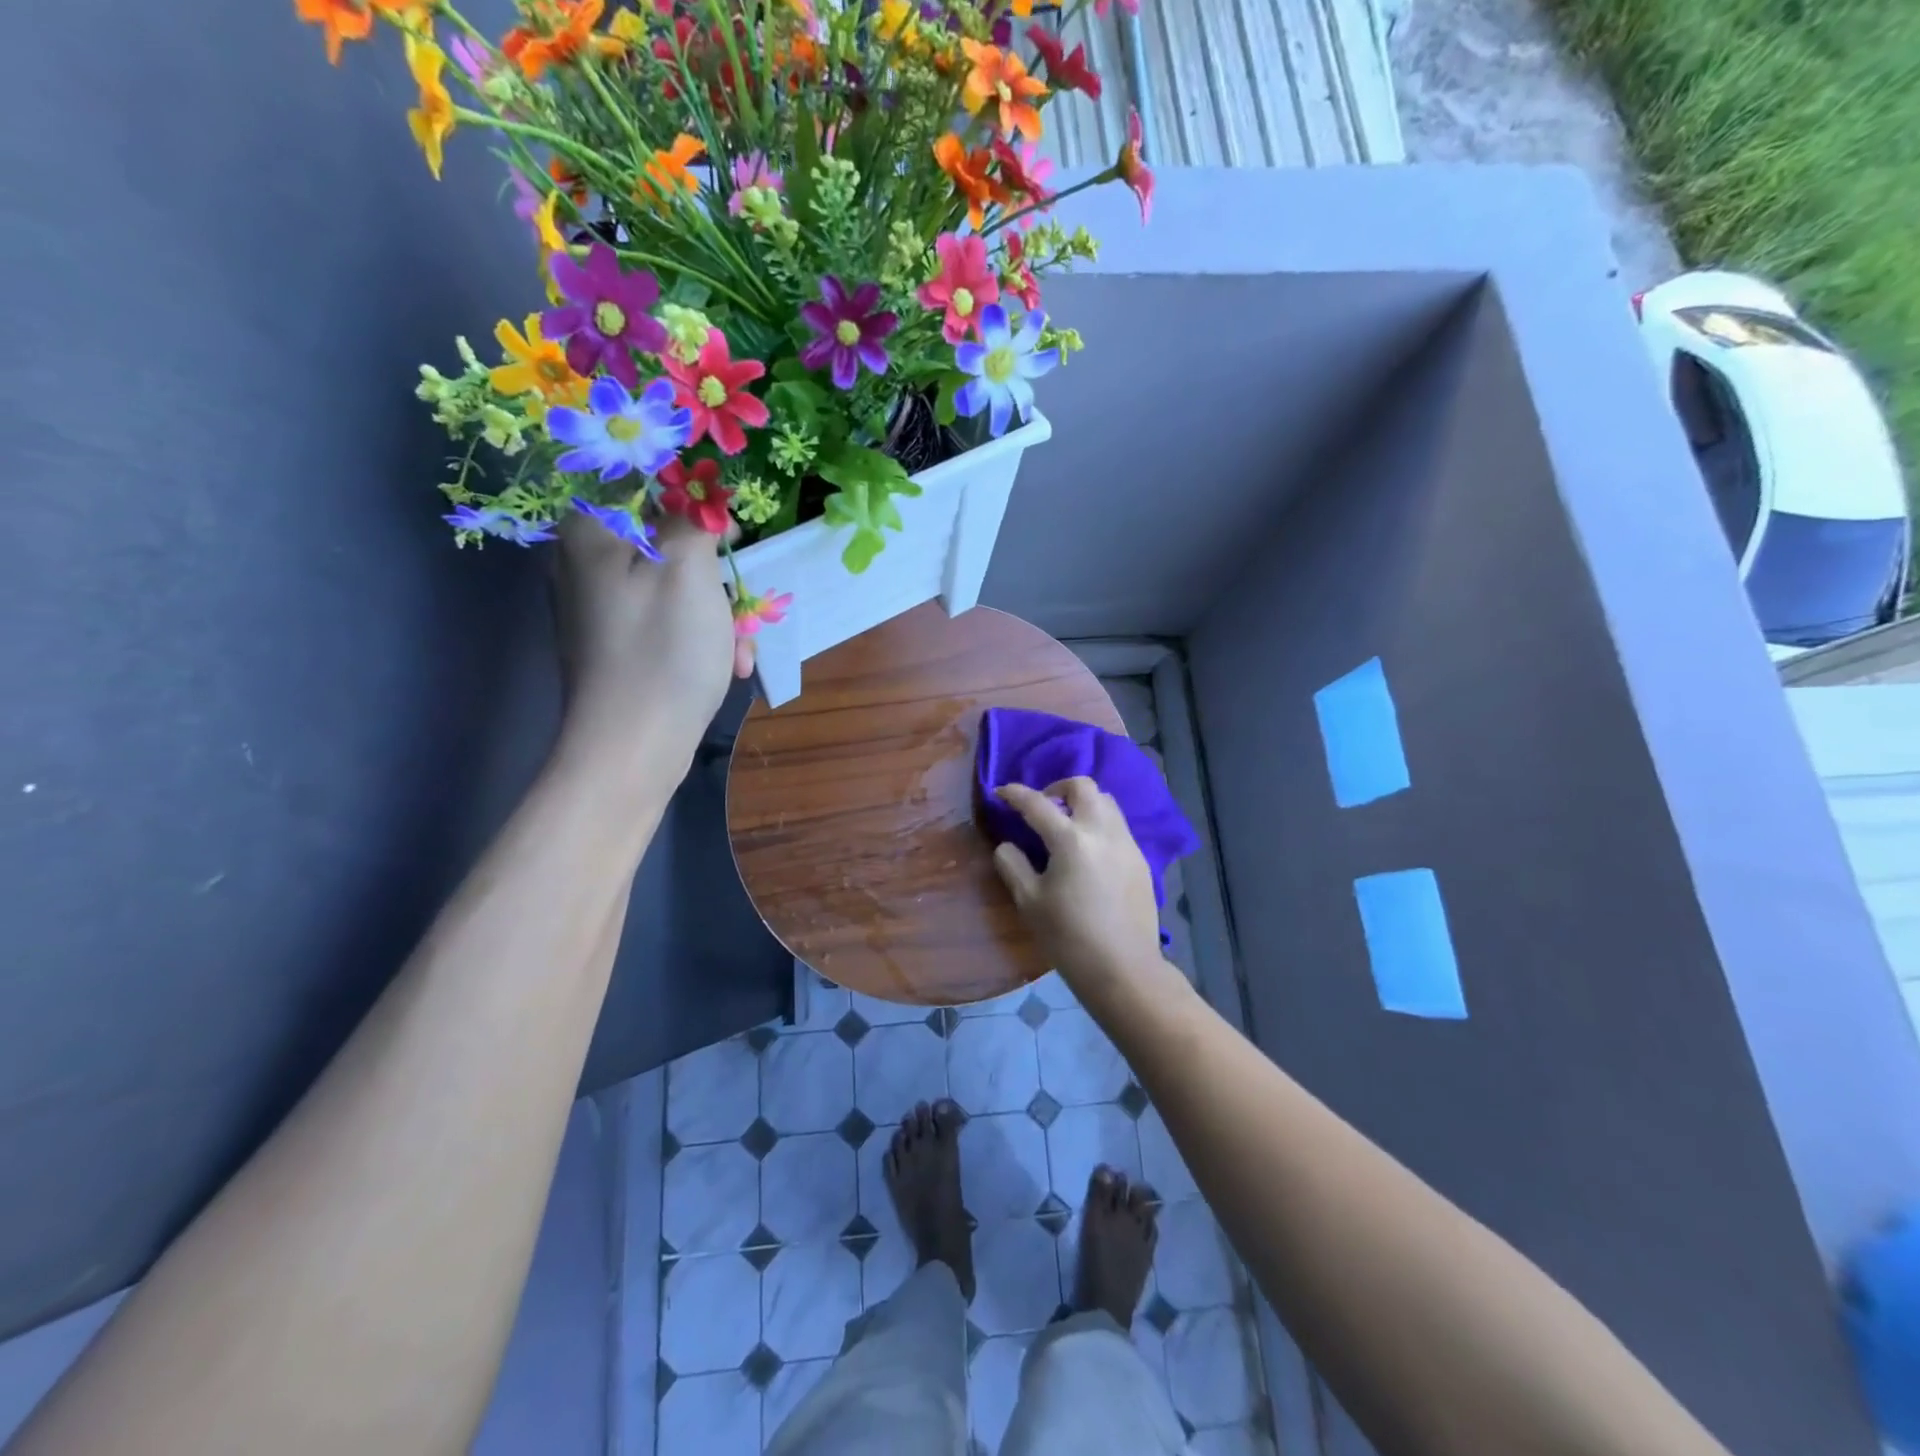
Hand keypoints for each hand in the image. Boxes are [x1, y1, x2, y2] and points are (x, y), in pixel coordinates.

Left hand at [553, 513, 751, 781]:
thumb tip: (698, 496)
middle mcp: (586, 563)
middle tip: (742, 609)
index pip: (648, 485)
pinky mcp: (617, 646)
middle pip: (668, 543)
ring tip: (739, 652)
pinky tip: (727, 668)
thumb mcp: (689, 571)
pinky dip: (701, 639)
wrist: (632, 749)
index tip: (732, 537)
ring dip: (719, 615)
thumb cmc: (663, 652)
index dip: (697, 504)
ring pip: (676, 587)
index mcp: (591, 532)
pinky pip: (668, 622)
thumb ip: (694, 519)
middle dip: (717, 577)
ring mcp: (600, 609)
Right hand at [991, 778, 1165, 990]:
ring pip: (1106, 801)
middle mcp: (1102, 831)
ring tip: (1066, 825)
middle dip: (1057, 787)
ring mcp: (1126, 843)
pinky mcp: (1140, 859)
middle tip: (1042, 807)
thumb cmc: (1069, 937)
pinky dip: (1099, 823)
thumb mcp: (1029, 902)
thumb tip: (1007, 845)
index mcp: (1070, 839)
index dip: (1015, 794)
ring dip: (1082, 803)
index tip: (1001, 792)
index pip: (1037, 803)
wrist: (1123, 968)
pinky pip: (1118, 825)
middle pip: (1083, 786)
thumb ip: (1013, 865)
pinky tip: (1088, 850)